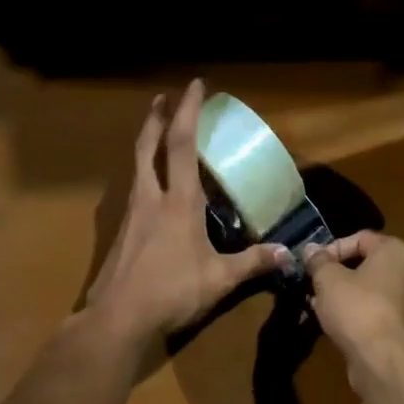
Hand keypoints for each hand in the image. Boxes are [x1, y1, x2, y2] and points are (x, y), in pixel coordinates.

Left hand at [83, 79, 288, 352]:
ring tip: (158, 132)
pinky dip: (144, 172)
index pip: (183, 145)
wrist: (117, 318)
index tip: (195, 85)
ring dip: (147, 141)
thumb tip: (287, 254)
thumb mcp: (219, 280)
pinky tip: (152, 186)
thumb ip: (252, 263)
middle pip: (148, 146)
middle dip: (156, 117)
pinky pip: (134, 188)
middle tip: (163, 97)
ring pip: (137, 165)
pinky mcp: (121, 231)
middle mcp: (151, 198)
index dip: (189, 111)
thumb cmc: (171, 292)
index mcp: (178, 202)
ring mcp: (131, 213)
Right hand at [301, 231, 403, 374]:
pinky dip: (360, 314)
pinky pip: (379, 311)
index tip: (313, 265)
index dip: (332, 248)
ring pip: (372, 290)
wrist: (384, 361)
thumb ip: (318, 260)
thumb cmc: (357, 309)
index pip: (360, 238)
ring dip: (346, 295)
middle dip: (338, 274)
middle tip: (316, 286)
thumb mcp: (328, 279)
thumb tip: (311, 250)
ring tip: (321, 307)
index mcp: (396, 251)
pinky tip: (338, 326)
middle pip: (367, 264)